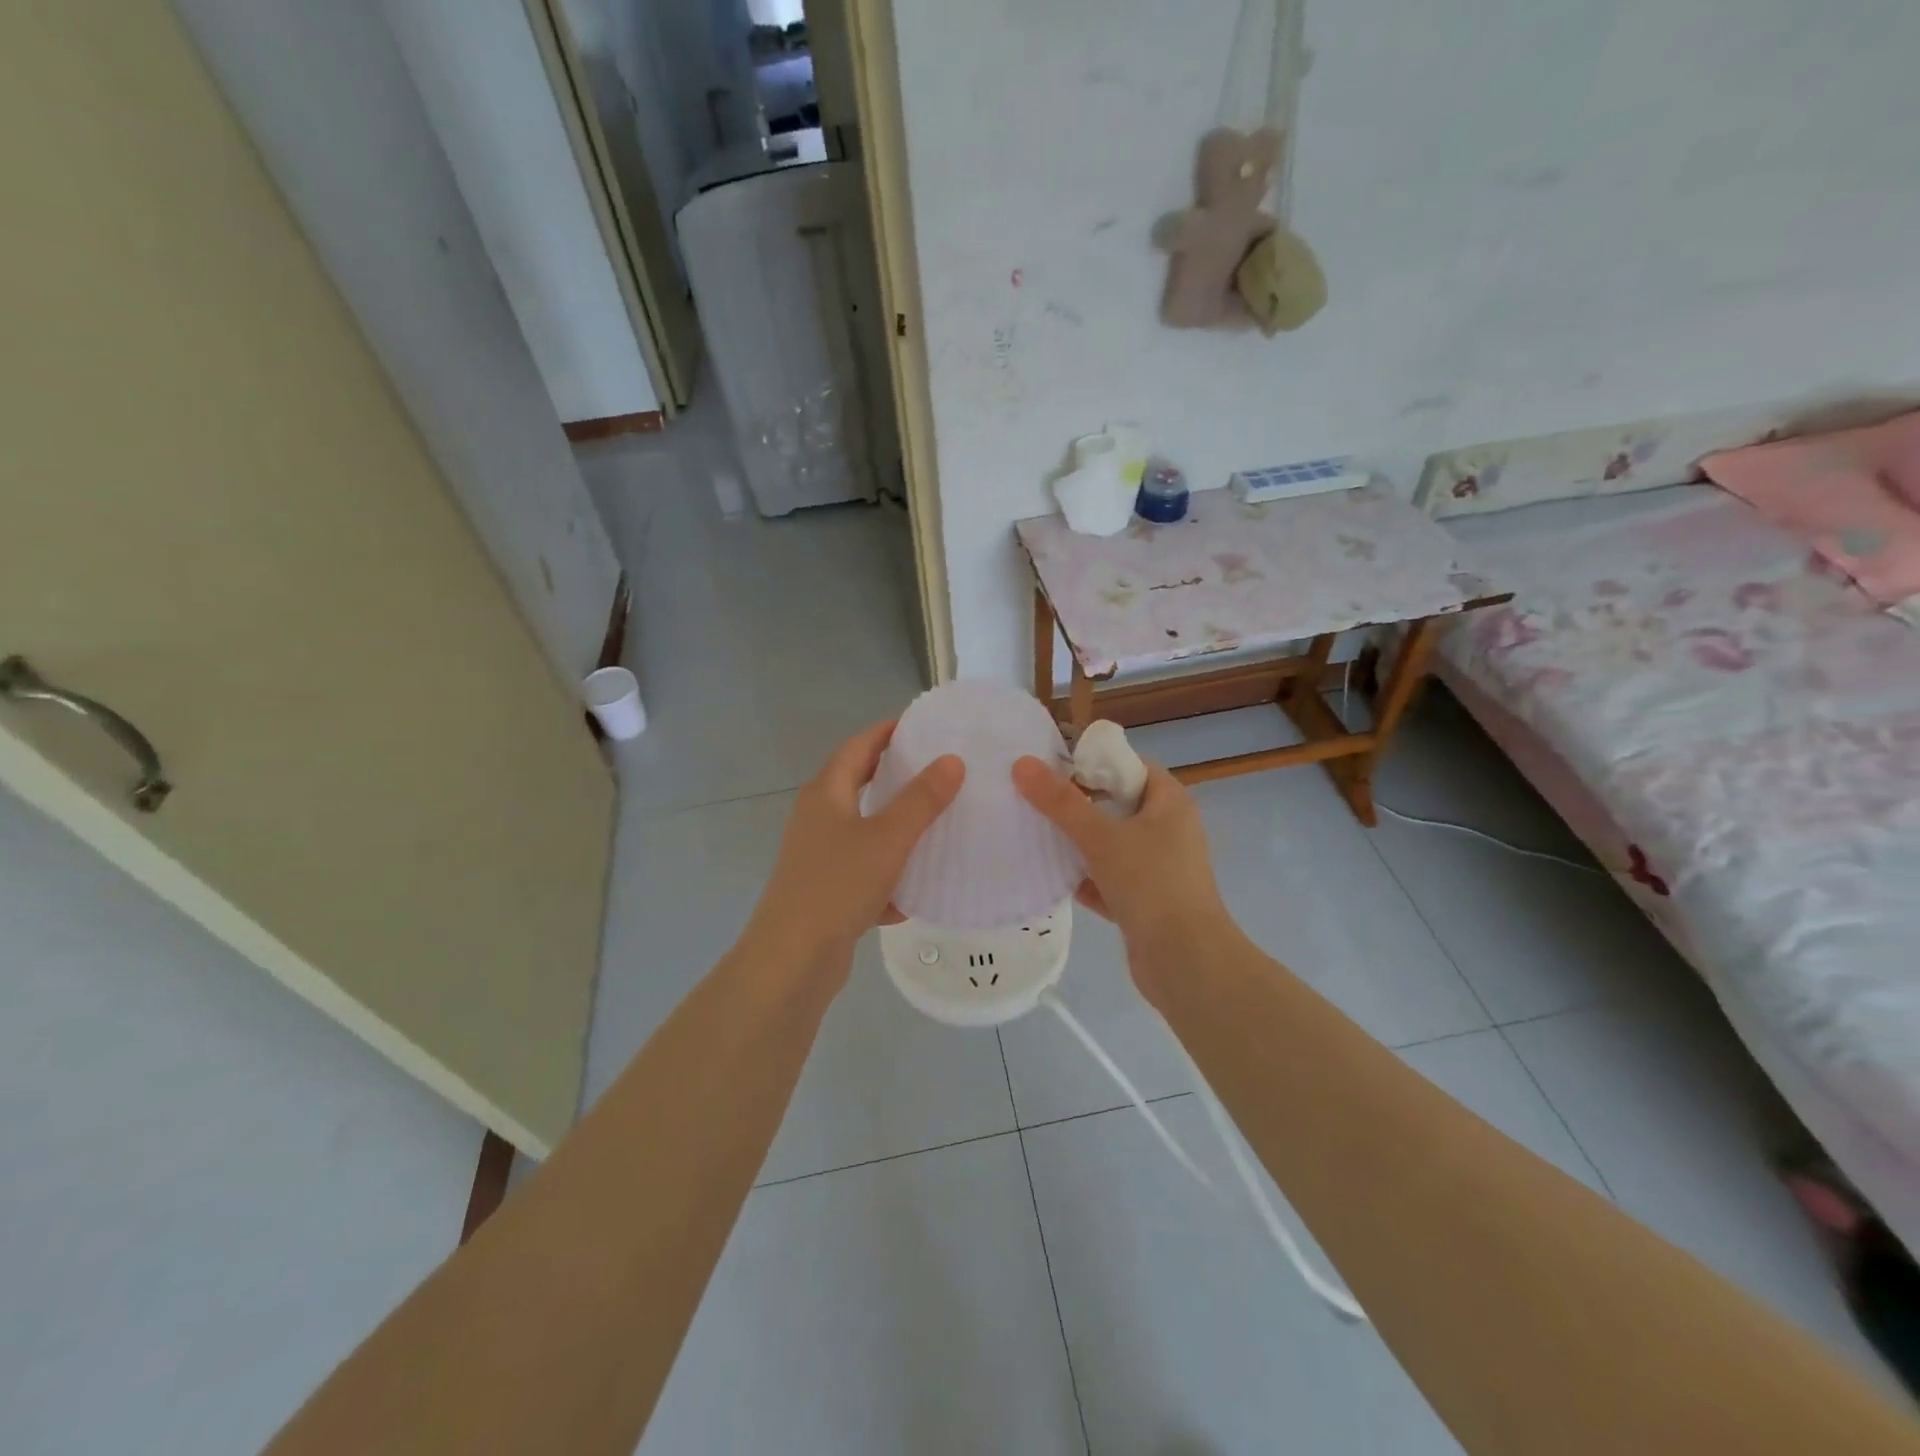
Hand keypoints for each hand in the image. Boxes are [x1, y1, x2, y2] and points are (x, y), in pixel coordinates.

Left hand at [744, 721, 963, 980]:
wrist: (793, 960)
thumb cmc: (838, 885)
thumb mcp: (888, 838)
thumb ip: (921, 799)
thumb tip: (951, 760)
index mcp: (826, 793)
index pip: (859, 745)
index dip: (889, 731)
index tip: (926, 726)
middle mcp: (818, 817)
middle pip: (860, 784)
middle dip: (898, 777)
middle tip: (941, 771)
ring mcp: (819, 855)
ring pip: (865, 830)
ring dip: (897, 828)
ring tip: (939, 824)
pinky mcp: (827, 890)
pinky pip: (864, 871)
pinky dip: (888, 875)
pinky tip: (915, 892)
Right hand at [1013, 755, 1230, 999]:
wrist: (1184, 961)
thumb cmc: (1150, 883)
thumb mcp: (1100, 836)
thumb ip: (1060, 802)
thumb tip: (1022, 764)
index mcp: (1170, 804)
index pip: (1132, 767)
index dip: (1096, 764)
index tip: (1056, 770)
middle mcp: (1170, 831)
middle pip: (1118, 806)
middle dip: (1080, 806)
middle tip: (1039, 802)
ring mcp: (1160, 869)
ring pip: (1113, 846)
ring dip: (1080, 846)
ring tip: (1038, 838)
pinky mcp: (1148, 903)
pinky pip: (1111, 881)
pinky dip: (1088, 881)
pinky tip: (1055, 882)